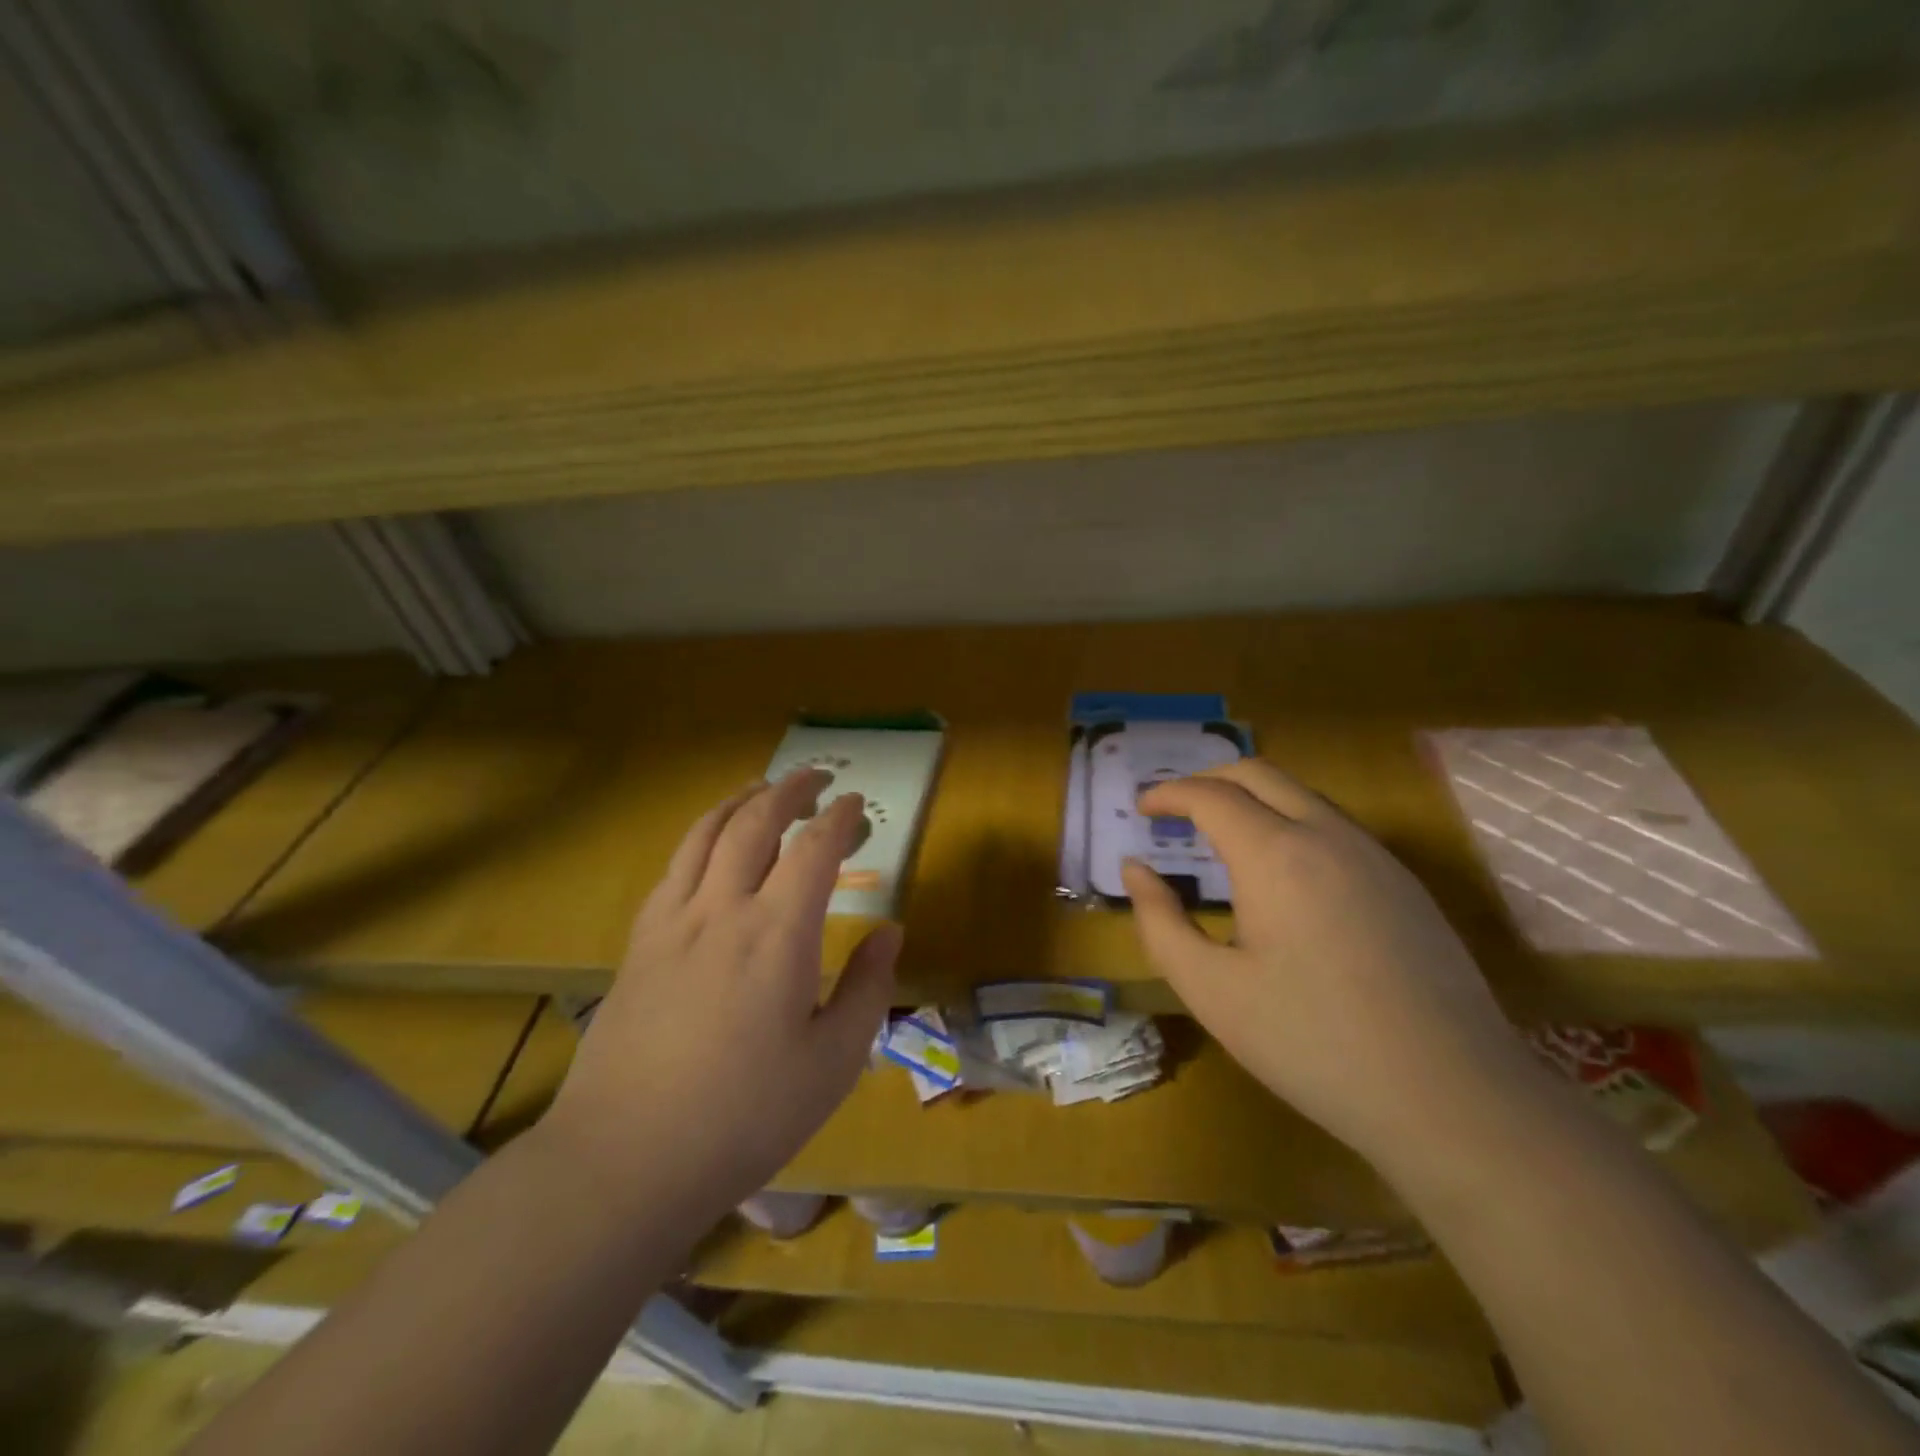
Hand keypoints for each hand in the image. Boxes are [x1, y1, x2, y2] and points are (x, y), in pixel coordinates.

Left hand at [543, 768, 899, 1219]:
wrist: (626, 1160)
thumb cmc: (745, 1116)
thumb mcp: (833, 1061)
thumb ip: (868, 987)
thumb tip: (890, 930)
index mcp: (778, 934)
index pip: (815, 849)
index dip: (839, 818)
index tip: (856, 804)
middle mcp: (723, 909)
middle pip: (755, 822)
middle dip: (789, 790)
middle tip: (816, 777)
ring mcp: (672, 921)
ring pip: (706, 833)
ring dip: (741, 801)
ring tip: (763, 790)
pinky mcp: (639, 942)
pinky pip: (674, 866)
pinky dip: (701, 837)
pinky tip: (711, 847)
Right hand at [1124, 760, 1537, 1165]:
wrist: (1451, 1097)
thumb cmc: (1311, 1043)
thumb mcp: (1210, 989)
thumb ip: (1160, 921)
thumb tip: (1136, 869)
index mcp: (1276, 854)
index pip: (1210, 795)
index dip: (1169, 793)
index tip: (1143, 808)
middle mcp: (1328, 835)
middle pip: (1259, 774)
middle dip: (1209, 779)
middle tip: (1176, 808)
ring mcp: (1376, 856)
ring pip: (1303, 795)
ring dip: (1253, 798)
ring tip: (1221, 835)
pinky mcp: (1406, 884)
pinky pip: (1336, 826)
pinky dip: (1291, 823)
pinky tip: (1283, 874)